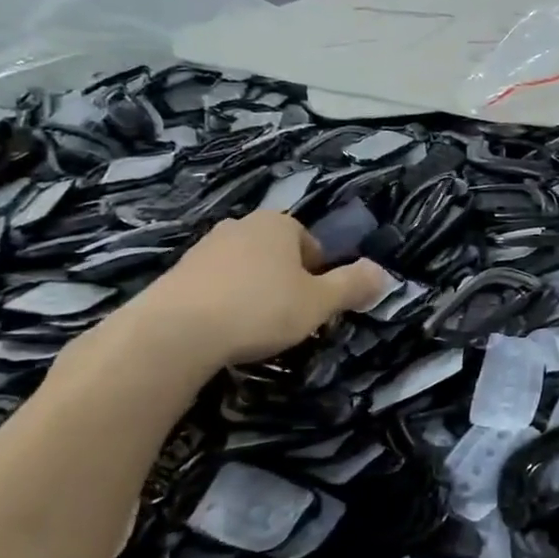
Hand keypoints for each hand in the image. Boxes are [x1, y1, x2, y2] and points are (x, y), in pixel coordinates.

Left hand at [114, 213, 388, 376]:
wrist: (175, 332)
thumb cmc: (260, 309)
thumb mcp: (319, 303)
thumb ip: (353, 286)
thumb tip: (383, 273)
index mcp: (279, 224)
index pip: (311, 245)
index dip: (318, 276)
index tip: (313, 306)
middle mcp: (241, 225)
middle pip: (276, 254)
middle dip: (285, 282)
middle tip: (287, 317)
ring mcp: (204, 247)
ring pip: (244, 269)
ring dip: (253, 292)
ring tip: (252, 329)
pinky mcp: (176, 273)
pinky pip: (213, 285)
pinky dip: (222, 303)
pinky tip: (221, 331)